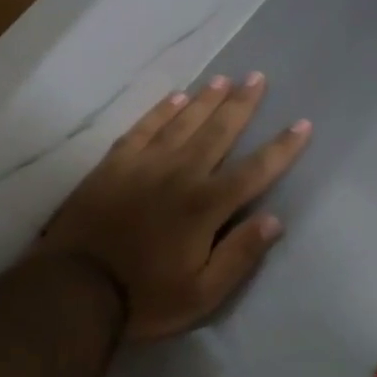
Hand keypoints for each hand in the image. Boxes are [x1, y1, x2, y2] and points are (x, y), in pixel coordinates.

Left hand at [32, 75, 312, 340]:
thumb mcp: (202, 294)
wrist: (74, 290)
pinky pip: (143, 128)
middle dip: (242, 105)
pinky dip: (161, 111)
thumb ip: (239, 256)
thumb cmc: (144, 299)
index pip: (254, 171)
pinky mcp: (113, 165)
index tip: (302, 124)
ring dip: (206, 100)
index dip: (281, 148)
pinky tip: (175, 98)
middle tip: (258, 77)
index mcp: (204, 206)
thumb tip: (274, 221)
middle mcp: (179, 175)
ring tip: (225, 79)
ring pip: (182, 123)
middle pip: (218, 132)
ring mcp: (143, 166)